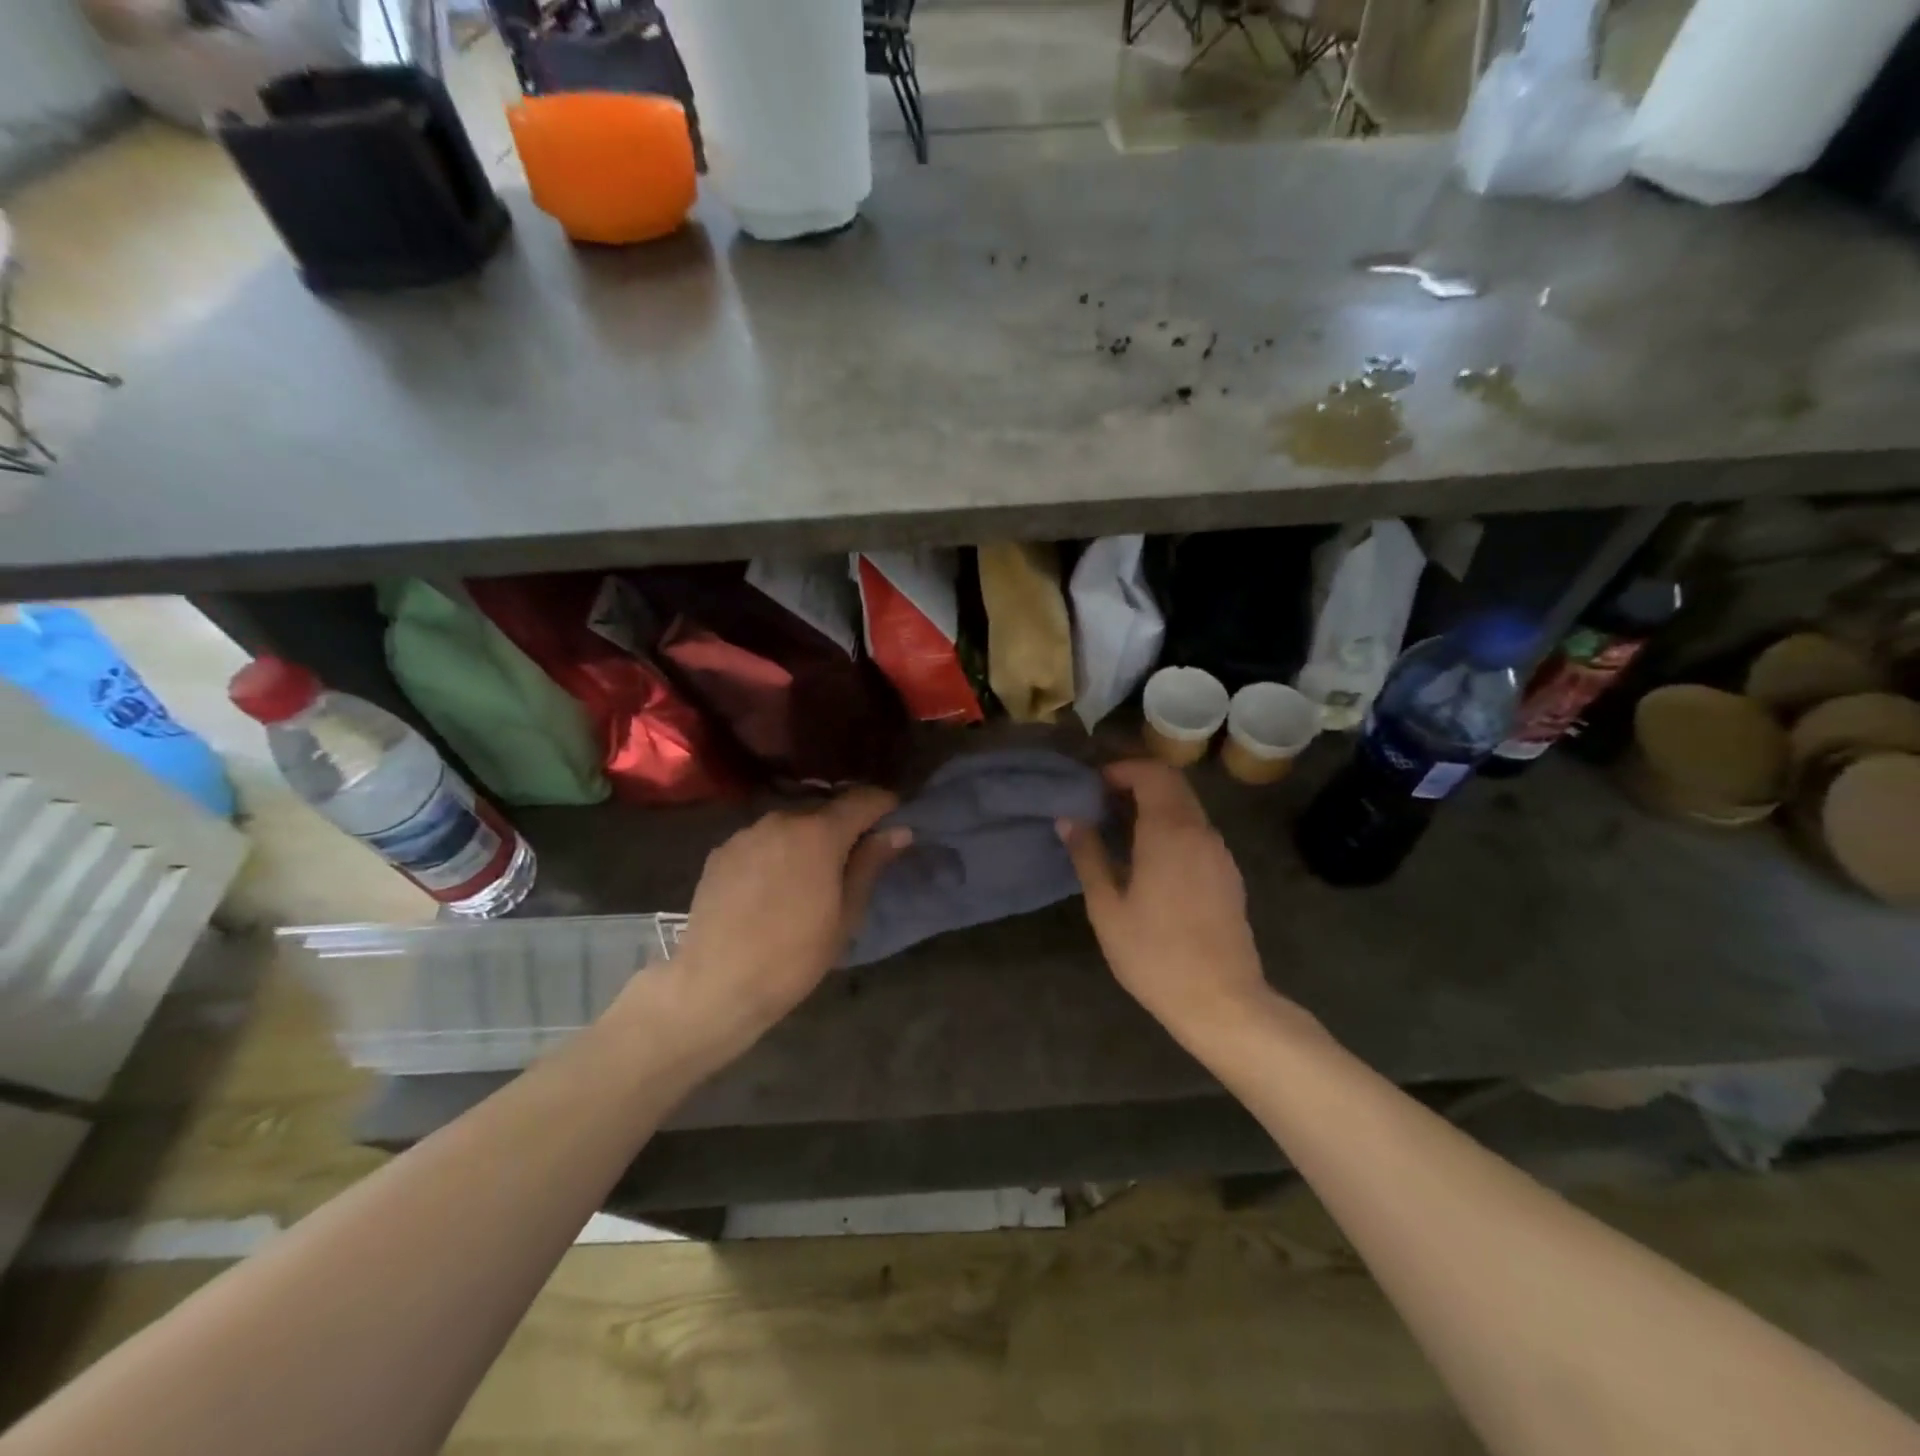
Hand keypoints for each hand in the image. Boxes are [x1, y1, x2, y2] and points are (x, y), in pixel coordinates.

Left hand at [642, 789, 909, 1058]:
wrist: (716, 984)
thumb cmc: (795, 955)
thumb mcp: (846, 915)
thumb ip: (870, 864)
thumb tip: (898, 831)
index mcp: (819, 833)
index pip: (861, 800)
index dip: (883, 804)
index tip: (894, 817)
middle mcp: (781, 820)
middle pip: (823, 810)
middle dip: (843, 826)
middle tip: (852, 859)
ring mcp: (746, 834)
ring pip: (790, 825)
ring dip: (806, 839)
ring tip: (809, 876)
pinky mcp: (721, 852)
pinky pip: (761, 841)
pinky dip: (775, 852)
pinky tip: (772, 886)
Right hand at [1059, 761, 1278, 1042]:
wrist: (1222, 1001)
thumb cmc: (1154, 954)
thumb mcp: (1107, 907)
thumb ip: (1088, 855)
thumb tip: (1068, 818)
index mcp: (1169, 832)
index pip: (1152, 773)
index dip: (1122, 769)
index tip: (1094, 785)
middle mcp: (1200, 832)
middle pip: (1173, 784)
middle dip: (1137, 781)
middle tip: (1102, 801)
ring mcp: (1219, 853)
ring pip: (1187, 808)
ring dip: (1155, 804)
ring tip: (1120, 828)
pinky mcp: (1228, 874)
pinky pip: (1198, 832)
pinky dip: (1172, 826)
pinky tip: (1150, 858)